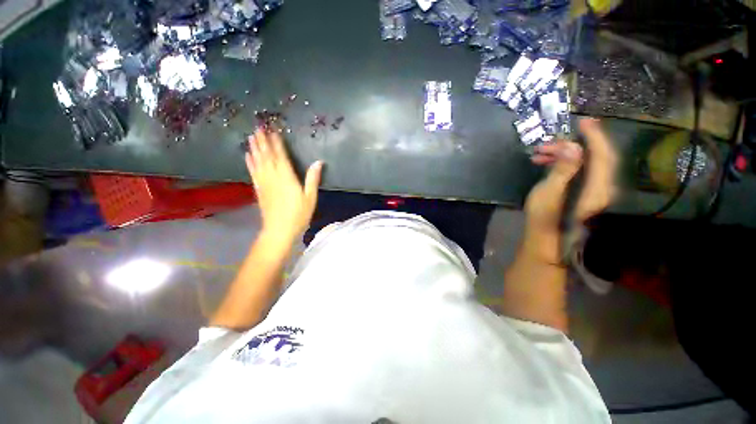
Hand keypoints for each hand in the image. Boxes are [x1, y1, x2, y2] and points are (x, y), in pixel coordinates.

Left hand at [245, 128, 322, 243]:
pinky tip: (247, 156)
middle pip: (267, 156)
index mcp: (287, 177)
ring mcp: (264, 183)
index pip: (281, 156)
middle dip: (263, 141)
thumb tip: (318, 162)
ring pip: (258, 162)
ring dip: (254, 148)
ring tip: (250, 136)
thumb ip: (313, 179)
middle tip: (258, 127)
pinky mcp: (259, 190)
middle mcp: (273, 176)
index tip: (273, 130)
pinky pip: (253, 172)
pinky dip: (250, 163)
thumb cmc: (299, 214)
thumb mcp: (310, 197)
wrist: (279, 230)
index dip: (277, 143)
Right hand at [525, 118, 616, 233]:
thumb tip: (573, 146)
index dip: (594, 137)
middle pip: (595, 157)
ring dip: (564, 154)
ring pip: (585, 163)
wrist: (547, 240)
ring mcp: (594, 190)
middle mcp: (602, 187)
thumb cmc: (545, 219)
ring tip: (540, 154)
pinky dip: (564, 163)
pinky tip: (547, 163)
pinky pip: (580, 170)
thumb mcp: (549, 192)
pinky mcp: (585, 192)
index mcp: (597, 188)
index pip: (603, 156)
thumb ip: (563, 169)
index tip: (584, 121)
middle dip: (571, 146)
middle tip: (546, 144)